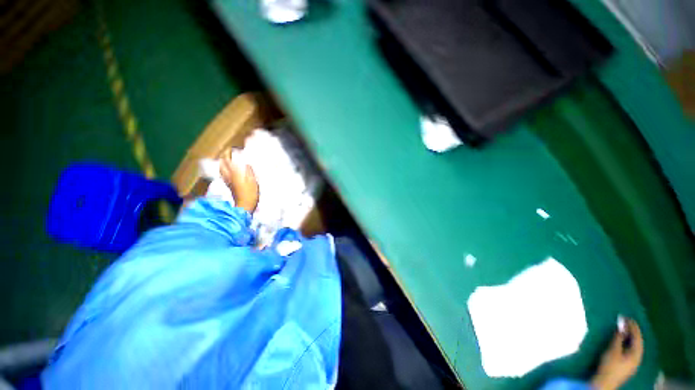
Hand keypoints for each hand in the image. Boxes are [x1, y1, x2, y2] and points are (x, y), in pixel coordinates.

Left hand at [219, 149, 258, 212]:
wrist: (244, 206)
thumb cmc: (250, 194)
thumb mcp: (253, 182)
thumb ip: (249, 172)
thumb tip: (246, 164)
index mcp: (235, 174)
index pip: (229, 162)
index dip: (228, 155)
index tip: (230, 149)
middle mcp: (229, 177)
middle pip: (223, 166)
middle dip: (223, 159)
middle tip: (225, 154)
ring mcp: (228, 182)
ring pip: (222, 171)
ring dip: (222, 165)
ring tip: (224, 161)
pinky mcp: (230, 187)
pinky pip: (224, 176)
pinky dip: (224, 172)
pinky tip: (227, 172)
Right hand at [591, 318, 643, 389]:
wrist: (605, 383)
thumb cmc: (609, 365)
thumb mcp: (613, 350)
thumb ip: (618, 338)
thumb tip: (621, 326)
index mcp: (637, 354)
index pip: (638, 337)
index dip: (633, 326)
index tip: (628, 317)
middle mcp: (637, 358)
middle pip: (637, 342)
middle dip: (632, 331)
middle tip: (625, 321)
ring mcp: (632, 362)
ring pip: (633, 346)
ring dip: (629, 337)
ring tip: (623, 329)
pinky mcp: (626, 364)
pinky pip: (629, 350)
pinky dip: (626, 343)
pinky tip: (621, 341)